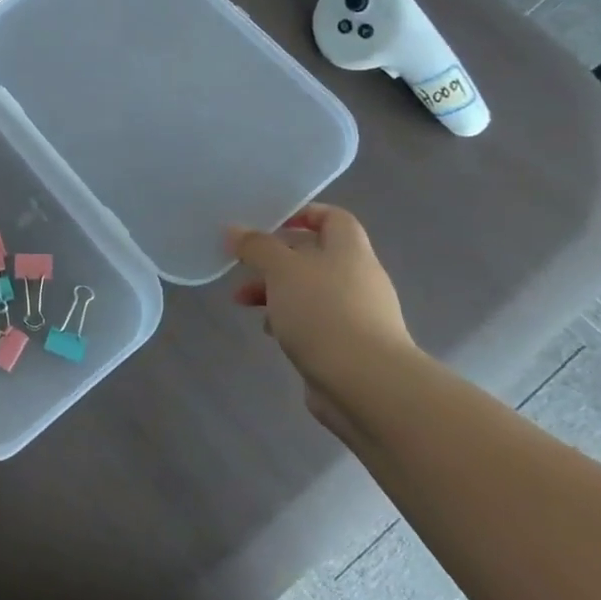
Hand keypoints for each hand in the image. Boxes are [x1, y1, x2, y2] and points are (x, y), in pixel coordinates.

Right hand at [230, 203, 416, 427]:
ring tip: (244, 303)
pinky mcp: (350, 347)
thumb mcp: (281, 269)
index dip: (304, 214)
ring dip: (276, 292)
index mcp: (349, 250)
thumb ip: (256, 246)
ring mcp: (357, 314)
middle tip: (243, 266)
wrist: (366, 385)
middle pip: (315, 256)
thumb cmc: (323, 312)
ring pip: (310, 291)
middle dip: (275, 259)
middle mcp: (358, 277)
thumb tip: (234, 230)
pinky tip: (271, 333)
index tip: (270, 223)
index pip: (333, 217)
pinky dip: (290, 321)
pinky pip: (315, 322)